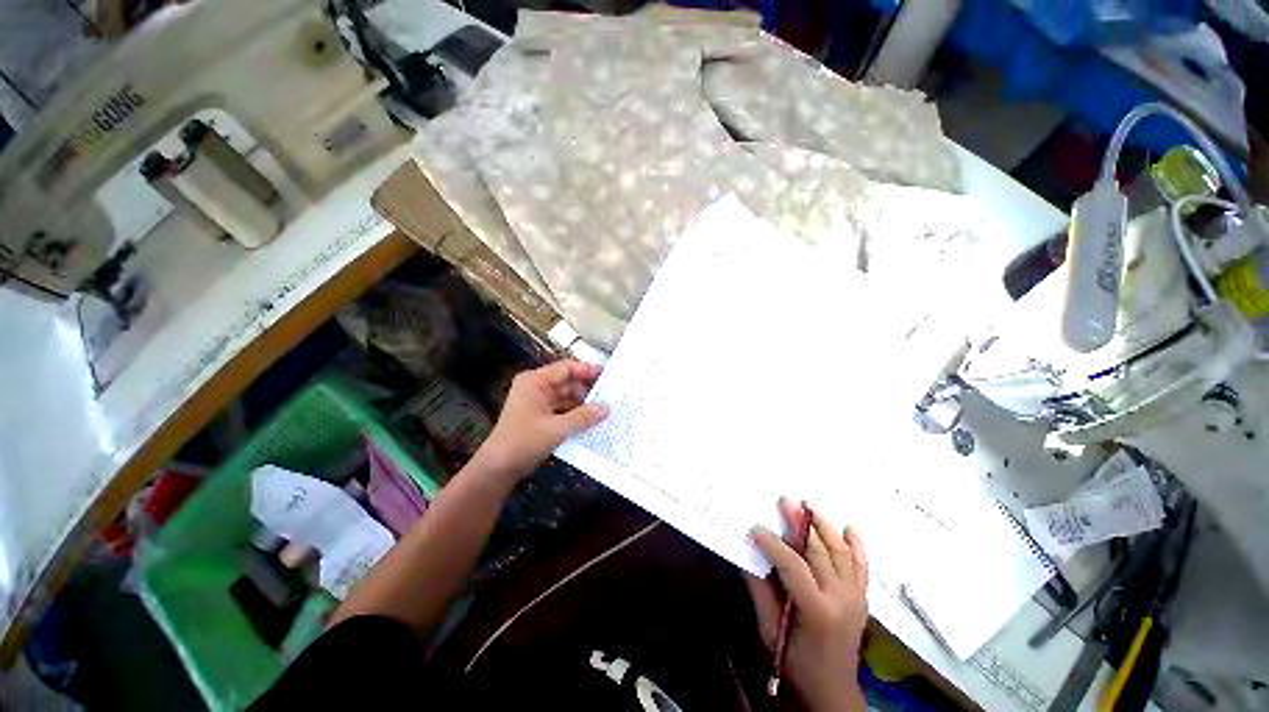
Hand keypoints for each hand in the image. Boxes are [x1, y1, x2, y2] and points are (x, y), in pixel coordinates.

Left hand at [470, 360, 606, 483]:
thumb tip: (607, 408)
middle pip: (567, 383)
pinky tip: (592, 422)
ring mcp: (537, 403)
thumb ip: (584, 416)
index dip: (588, 371)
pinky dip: (575, 415)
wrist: (497, 470)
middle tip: (612, 396)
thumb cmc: (524, 442)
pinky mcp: (539, 417)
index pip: (567, 368)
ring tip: (607, 409)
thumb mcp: (557, 428)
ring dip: (583, 405)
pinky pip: (562, 410)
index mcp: (535, 381)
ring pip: (566, 398)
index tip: (608, 377)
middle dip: (588, 390)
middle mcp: (536, 387)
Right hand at [747, 499, 868, 711]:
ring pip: (841, 552)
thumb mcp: (769, 630)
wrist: (833, 688)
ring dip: (825, 525)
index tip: (755, 528)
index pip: (793, 566)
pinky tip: (850, 527)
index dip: (772, 544)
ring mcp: (855, 597)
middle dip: (799, 523)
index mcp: (816, 610)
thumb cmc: (796, 662)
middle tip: (785, 501)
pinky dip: (857, 545)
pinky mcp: (862, 597)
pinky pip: (862, 566)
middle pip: (819, 551)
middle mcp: (840, 599)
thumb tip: (748, 555)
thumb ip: (760, 591)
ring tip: (810, 505)